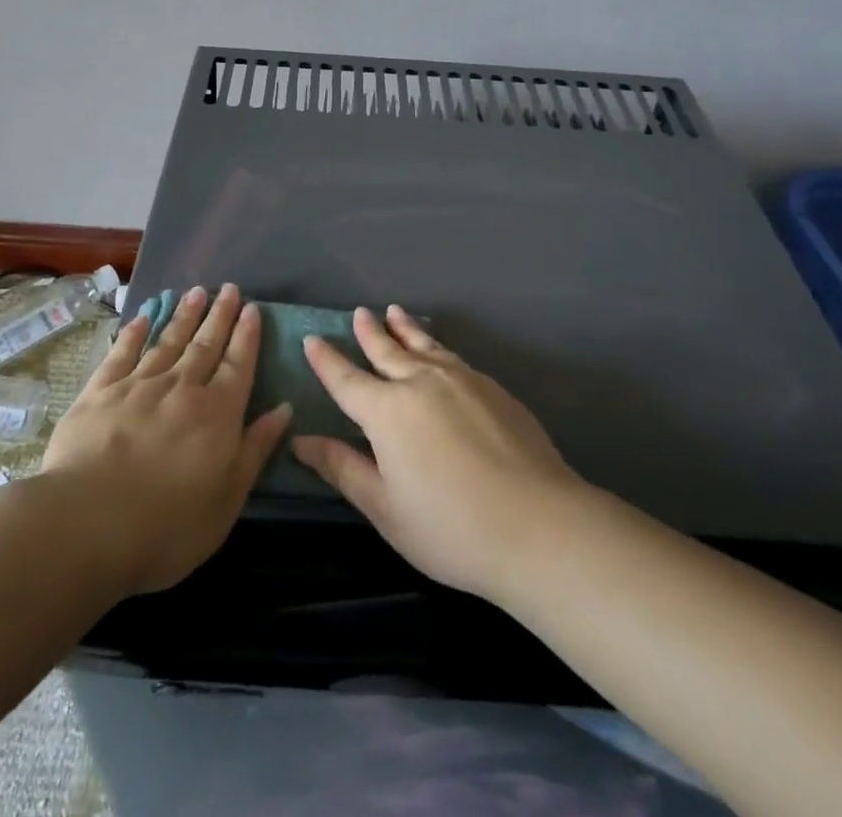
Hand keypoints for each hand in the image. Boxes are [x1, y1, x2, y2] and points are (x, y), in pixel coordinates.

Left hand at [41, 284, 290, 594]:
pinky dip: (134, 333)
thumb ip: (256, 449)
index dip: (247, 335)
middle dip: (220, 315)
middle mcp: (182, 388)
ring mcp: (138, 386)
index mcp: (217, 413)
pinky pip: (122, 353)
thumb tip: (283, 408)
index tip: (252, 308)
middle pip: (206, 345)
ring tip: (195, 292)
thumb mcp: (227, 498)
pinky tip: (142, 317)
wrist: (87, 524)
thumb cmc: (168, 525)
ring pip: (167, 341)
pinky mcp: (99, 392)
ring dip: (184, 315)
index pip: (239, 364)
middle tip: (229, 288)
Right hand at [291, 306, 583, 600]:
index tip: (312, 339)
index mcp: (387, 411)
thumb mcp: (386, 508)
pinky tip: (440, 353)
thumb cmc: (452, 528)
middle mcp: (421, 382)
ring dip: (405, 328)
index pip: (346, 379)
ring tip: (394, 313)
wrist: (540, 525)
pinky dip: (436, 347)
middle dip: (369, 332)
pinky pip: (453, 357)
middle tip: (359, 313)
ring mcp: (461, 380)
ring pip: (424, 345)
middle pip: (387, 350)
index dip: (326, 360)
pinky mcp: (493, 388)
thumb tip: (301, 440)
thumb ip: (343, 468)